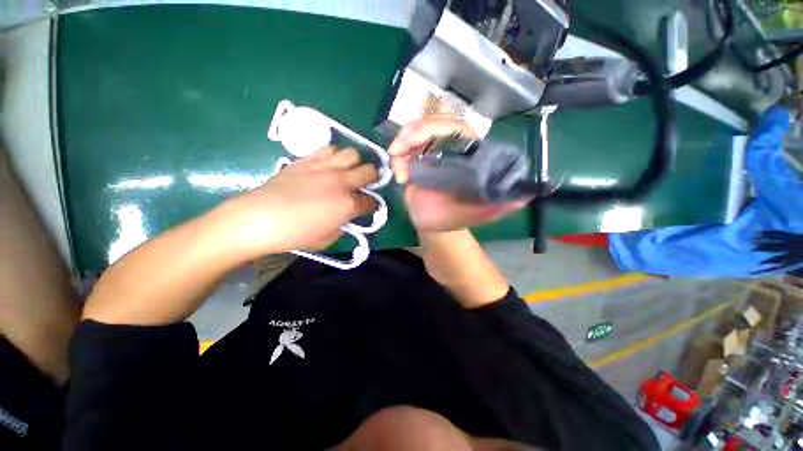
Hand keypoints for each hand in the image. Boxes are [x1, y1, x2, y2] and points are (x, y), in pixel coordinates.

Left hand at [225, 146, 377, 256]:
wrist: (260, 218)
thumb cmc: (295, 234)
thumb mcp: (327, 239)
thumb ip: (343, 225)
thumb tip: (346, 217)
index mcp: (348, 205)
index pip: (371, 201)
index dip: (372, 205)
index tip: (368, 207)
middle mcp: (342, 182)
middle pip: (370, 171)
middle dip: (373, 178)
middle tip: (366, 183)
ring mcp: (325, 168)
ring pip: (353, 154)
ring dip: (355, 163)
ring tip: (348, 170)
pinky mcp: (308, 159)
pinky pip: (329, 148)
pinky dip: (334, 155)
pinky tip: (329, 164)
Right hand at [389, 116, 528, 231]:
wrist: (429, 224)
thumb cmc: (450, 218)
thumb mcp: (473, 216)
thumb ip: (495, 208)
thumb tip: (526, 196)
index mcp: (469, 158)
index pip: (461, 131)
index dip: (440, 128)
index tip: (421, 139)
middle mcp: (452, 150)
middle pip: (436, 124)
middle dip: (416, 132)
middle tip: (399, 148)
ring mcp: (433, 152)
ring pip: (418, 131)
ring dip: (404, 141)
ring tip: (396, 161)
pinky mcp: (418, 158)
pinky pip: (406, 147)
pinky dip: (398, 155)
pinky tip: (397, 171)